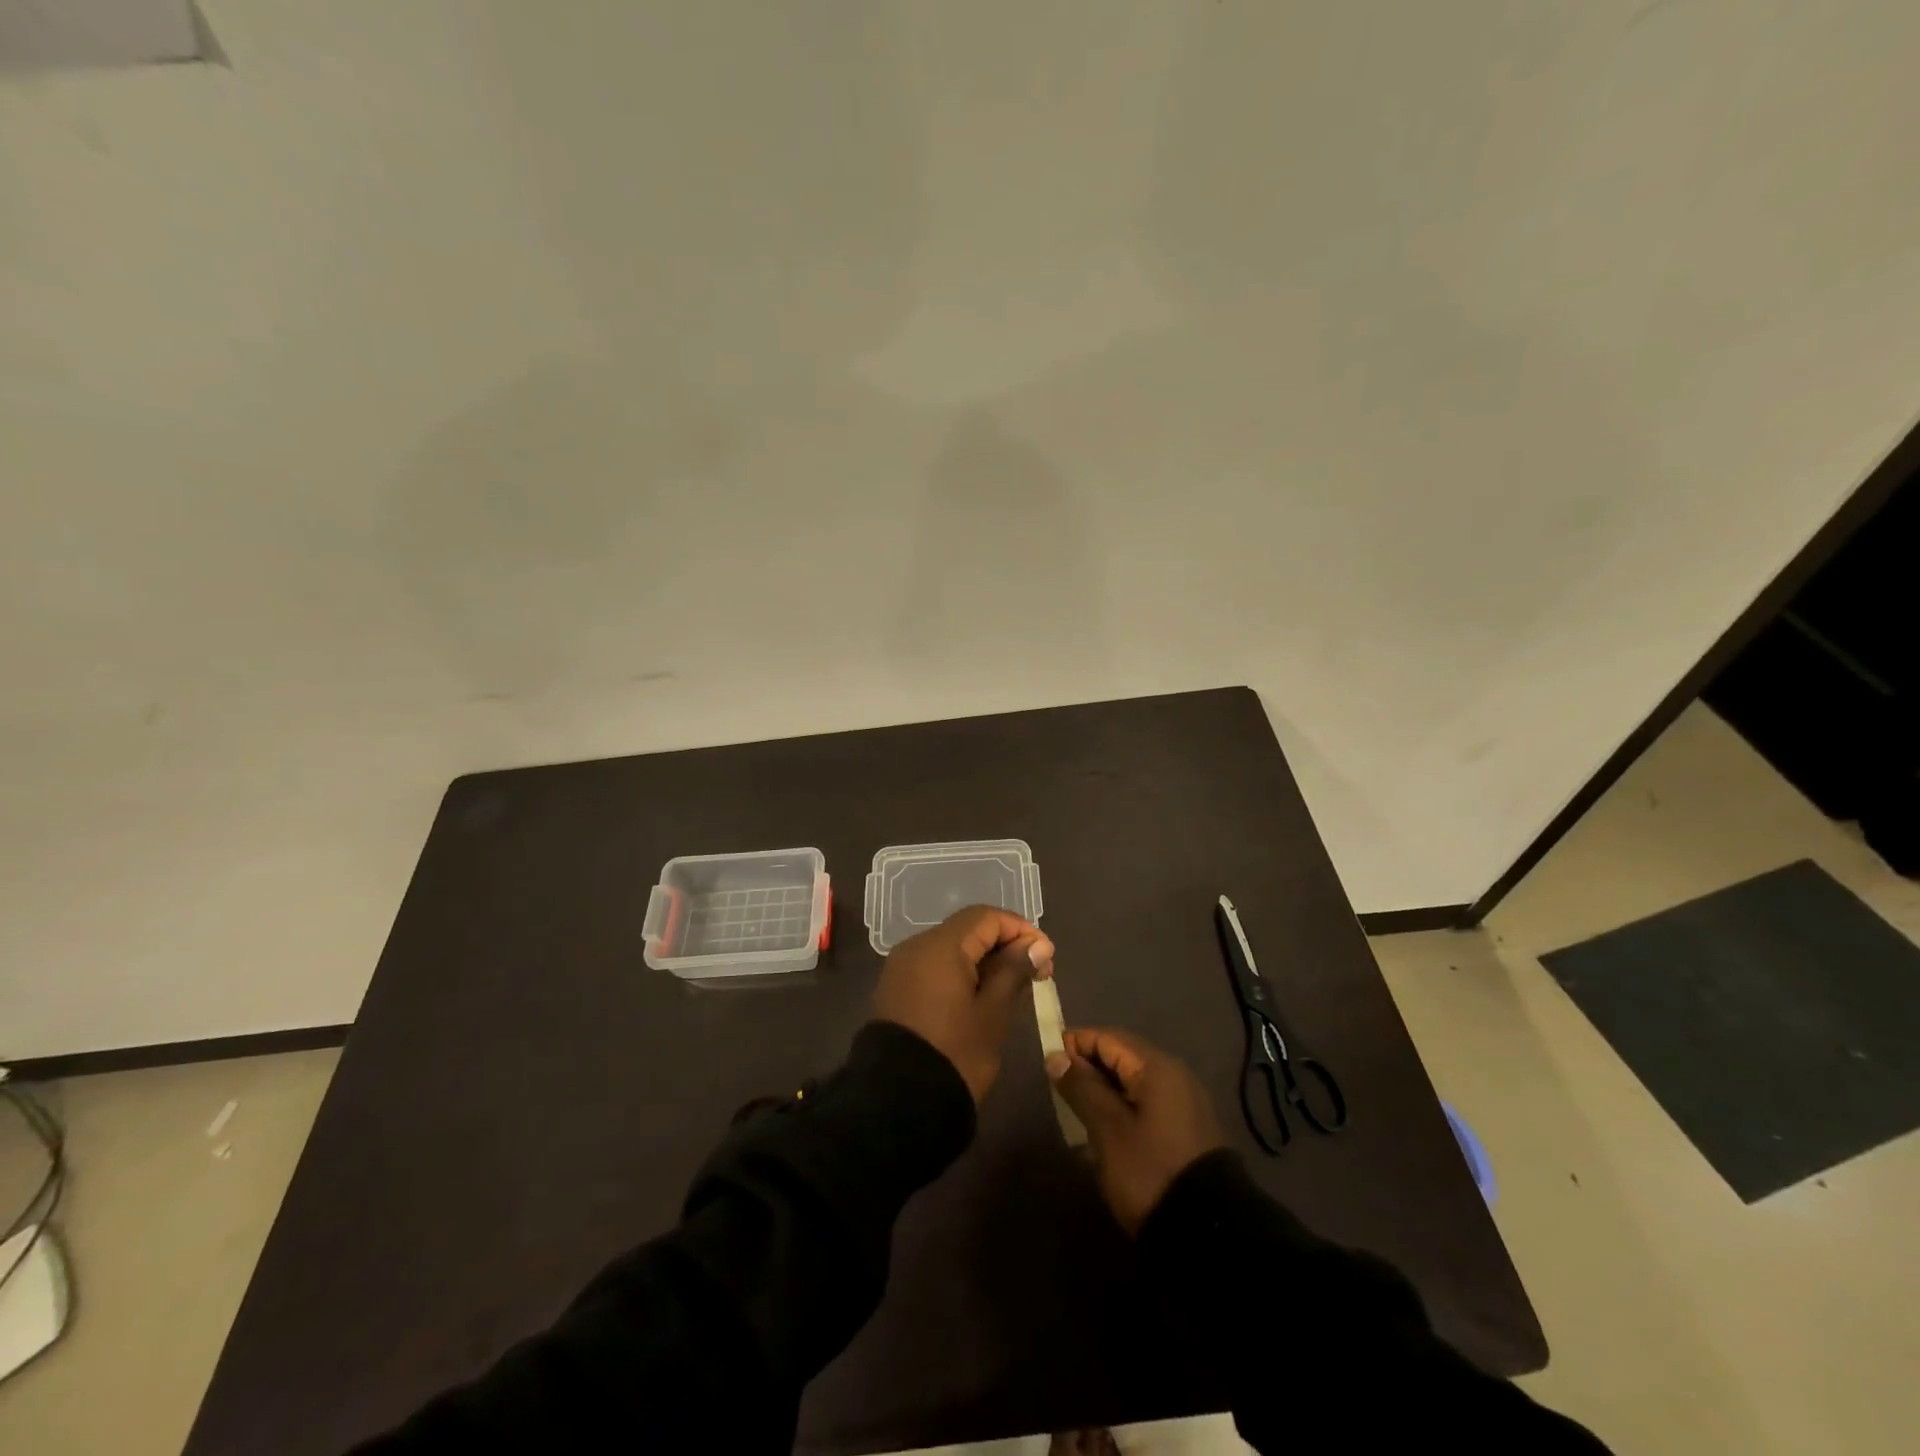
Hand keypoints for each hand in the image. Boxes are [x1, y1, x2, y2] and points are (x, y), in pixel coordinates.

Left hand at [873, 905, 1054, 1103]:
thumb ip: (1014, 971)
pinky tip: (981, 995)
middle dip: (1004, 944)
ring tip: (1013, 986)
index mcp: (939, 946)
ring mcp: (902, 967)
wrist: (898, 1103)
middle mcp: (916, 946)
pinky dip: (961, 971)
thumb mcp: (992, 1013)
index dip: (1020, 929)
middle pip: (968, 929)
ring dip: (984, 959)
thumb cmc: (954, 1054)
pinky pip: (934, 966)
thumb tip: (1038, 944)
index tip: (1046, 956)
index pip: (986, 917)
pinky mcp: (896, 987)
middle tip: (1036, 973)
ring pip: (951, 947)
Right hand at [1047, 1027, 1224, 1233]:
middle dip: (1088, 1069)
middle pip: (1121, 1056)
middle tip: (1058, 1091)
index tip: (1048, 1063)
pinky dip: (1121, 1108)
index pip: (1107, 1037)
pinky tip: (1103, 1133)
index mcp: (1156, 1067)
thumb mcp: (1107, 1129)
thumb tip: (1057, 1056)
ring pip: (1132, 1082)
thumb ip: (1081, 1087)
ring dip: (1103, 1091)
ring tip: (1076, 1113)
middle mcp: (1174, 1075)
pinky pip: (1145, 1103)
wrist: (1207, 1233)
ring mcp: (1183, 1103)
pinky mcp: (1185, 1129)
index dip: (1075, 1044)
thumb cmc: (1150, 1171)